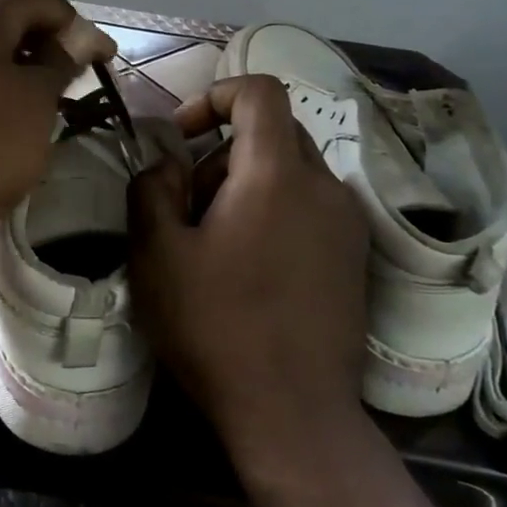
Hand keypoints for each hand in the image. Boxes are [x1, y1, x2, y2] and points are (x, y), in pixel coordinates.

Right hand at [129, 74, 376, 473]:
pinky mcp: (354, 257)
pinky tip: (250, 267)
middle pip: (273, 132)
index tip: (182, 135)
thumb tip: (169, 164)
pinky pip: (309, 206)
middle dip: (221, 152)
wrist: (294, 414)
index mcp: (277, 174)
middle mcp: (324, 186)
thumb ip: (152, 188)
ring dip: (245, 185)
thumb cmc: (216, 326)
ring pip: (290, 171)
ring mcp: (347, 224)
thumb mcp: (157, 253)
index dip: (215, 96)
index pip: (260, 91)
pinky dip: (274, 211)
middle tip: (187, 205)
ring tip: (214, 243)